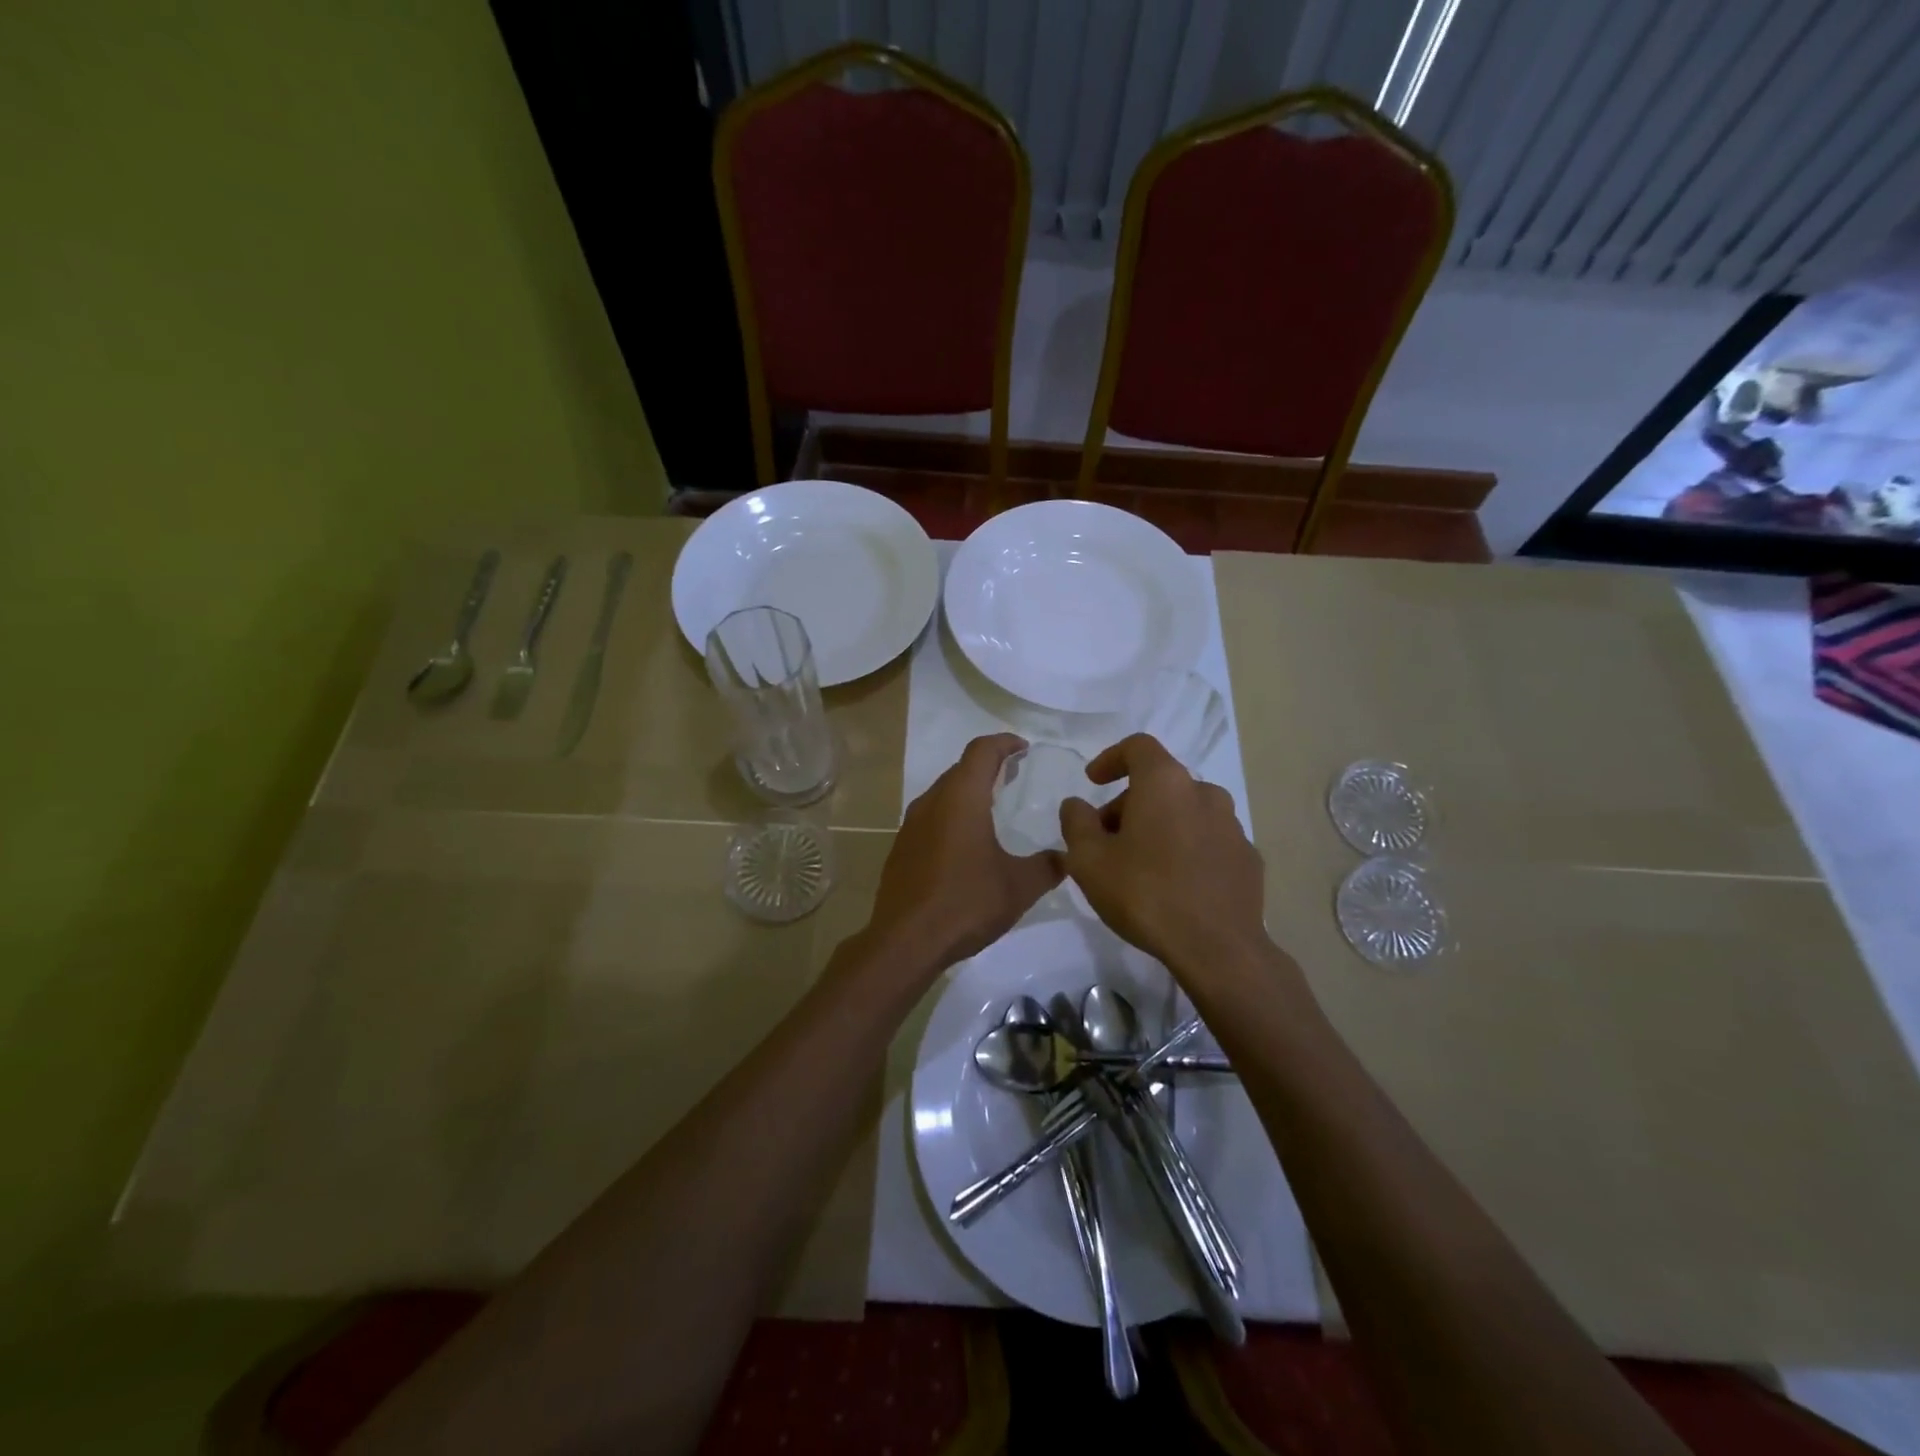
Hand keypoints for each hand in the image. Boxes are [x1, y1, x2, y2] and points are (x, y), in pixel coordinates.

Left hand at [865, 734, 1062, 976]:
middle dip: (988, 766)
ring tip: (993, 807)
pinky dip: (952, 816)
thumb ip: (1048, 866)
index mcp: (961, 798)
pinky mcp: (901, 849)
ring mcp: (911, 825)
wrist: (905, 942)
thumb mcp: (1020, 886)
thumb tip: (1068, 856)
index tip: (1023, 748)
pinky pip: (931, 818)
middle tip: (1014, 776)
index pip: (982, 751)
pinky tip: (966, 844)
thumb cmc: (966, 903)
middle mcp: (932, 802)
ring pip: (943, 793)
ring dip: (968, 791)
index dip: (1004, 743)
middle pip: (960, 769)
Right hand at [1059, 734, 1265, 966]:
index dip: (1111, 758)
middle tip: (1106, 839)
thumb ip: (1076, 823)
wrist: (1218, 948)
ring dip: (1159, 825)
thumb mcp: (1088, 860)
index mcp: (1165, 783)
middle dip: (1129, 803)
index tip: (1093, 782)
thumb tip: (1076, 805)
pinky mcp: (1247, 858)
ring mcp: (1232, 826)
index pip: (1138, 747)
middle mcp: (1204, 793)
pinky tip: (1174, 883)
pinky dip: (1186, 848)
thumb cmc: (1145, 894)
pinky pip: (1208, 840)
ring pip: (1186, 811)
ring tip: (1139, 863)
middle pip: (1160, 783)